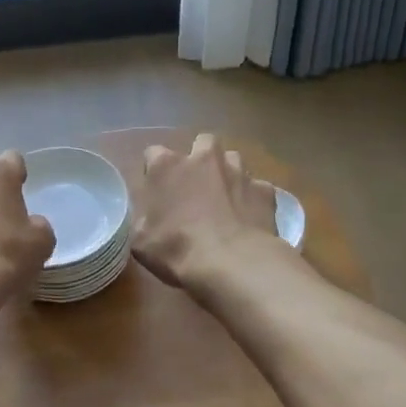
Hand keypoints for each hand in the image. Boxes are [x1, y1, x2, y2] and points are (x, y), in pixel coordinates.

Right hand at [131, 133, 279, 290]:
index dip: (154, 171)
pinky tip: (249, 217)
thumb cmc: (177, 249)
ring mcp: (238, 171)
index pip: (153, 154)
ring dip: (227, 174)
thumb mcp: (141, 241)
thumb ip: (142, 219)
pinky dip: (252, 198)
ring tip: (225, 199)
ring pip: (233, 160)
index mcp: (167, 166)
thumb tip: (148, 218)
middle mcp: (203, 159)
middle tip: (196, 184)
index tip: (156, 190)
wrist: (233, 263)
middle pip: (202, 143)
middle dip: (200, 158)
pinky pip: (256, 187)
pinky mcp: (264, 190)